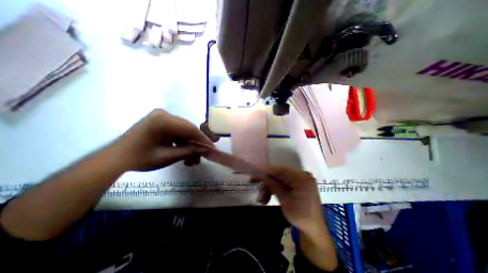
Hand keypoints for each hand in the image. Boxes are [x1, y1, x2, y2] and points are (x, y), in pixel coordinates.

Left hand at [115, 109, 213, 169]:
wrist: (115, 158)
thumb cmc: (140, 158)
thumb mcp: (168, 156)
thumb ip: (190, 151)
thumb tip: (207, 149)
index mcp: (164, 120)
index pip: (190, 129)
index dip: (203, 140)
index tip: (212, 148)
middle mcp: (164, 114)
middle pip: (187, 129)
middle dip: (195, 144)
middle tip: (201, 157)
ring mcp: (161, 117)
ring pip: (183, 131)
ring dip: (188, 144)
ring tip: (191, 160)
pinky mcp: (159, 121)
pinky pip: (176, 131)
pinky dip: (181, 142)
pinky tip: (183, 152)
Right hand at [256, 165, 322, 233]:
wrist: (313, 230)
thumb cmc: (301, 216)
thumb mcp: (285, 201)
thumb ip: (273, 185)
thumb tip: (262, 175)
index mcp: (301, 178)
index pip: (281, 170)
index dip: (266, 169)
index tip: (255, 168)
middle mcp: (301, 175)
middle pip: (279, 174)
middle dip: (266, 180)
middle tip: (253, 181)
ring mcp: (299, 180)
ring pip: (279, 179)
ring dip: (269, 187)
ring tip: (261, 199)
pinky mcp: (297, 185)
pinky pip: (283, 184)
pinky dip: (274, 189)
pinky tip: (267, 198)